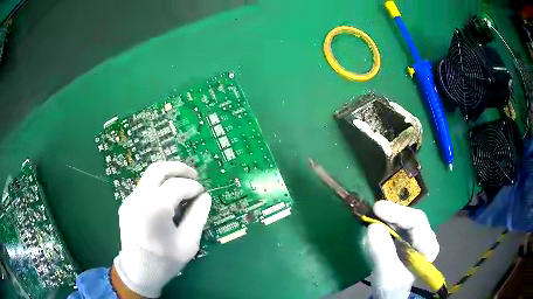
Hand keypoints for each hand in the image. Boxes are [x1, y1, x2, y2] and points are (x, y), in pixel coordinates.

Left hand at [113, 162, 211, 297]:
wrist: (138, 273)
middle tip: (194, 174)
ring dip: (167, 176)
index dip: (193, 186)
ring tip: (182, 185)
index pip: (177, 185)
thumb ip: (198, 216)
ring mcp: (130, 200)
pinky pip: (144, 187)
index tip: (202, 192)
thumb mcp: (188, 243)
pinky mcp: (126, 205)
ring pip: (149, 176)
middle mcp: (139, 198)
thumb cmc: (165, 261)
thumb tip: (205, 197)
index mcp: (155, 208)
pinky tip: (167, 199)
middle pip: (158, 169)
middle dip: (178, 168)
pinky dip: (158, 186)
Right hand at [365, 201, 438, 298]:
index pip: (418, 223)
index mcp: (428, 246)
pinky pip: (397, 224)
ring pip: (404, 219)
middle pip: (411, 218)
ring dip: (388, 216)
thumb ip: (382, 253)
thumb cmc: (391, 286)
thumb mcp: (386, 273)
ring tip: (372, 214)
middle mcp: (426, 237)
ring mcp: (416, 236)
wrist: (388, 292)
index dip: (399, 214)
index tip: (378, 209)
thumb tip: (372, 226)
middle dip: (393, 214)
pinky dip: (386, 221)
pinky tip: (376, 219)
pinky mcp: (406, 237)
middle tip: (374, 209)